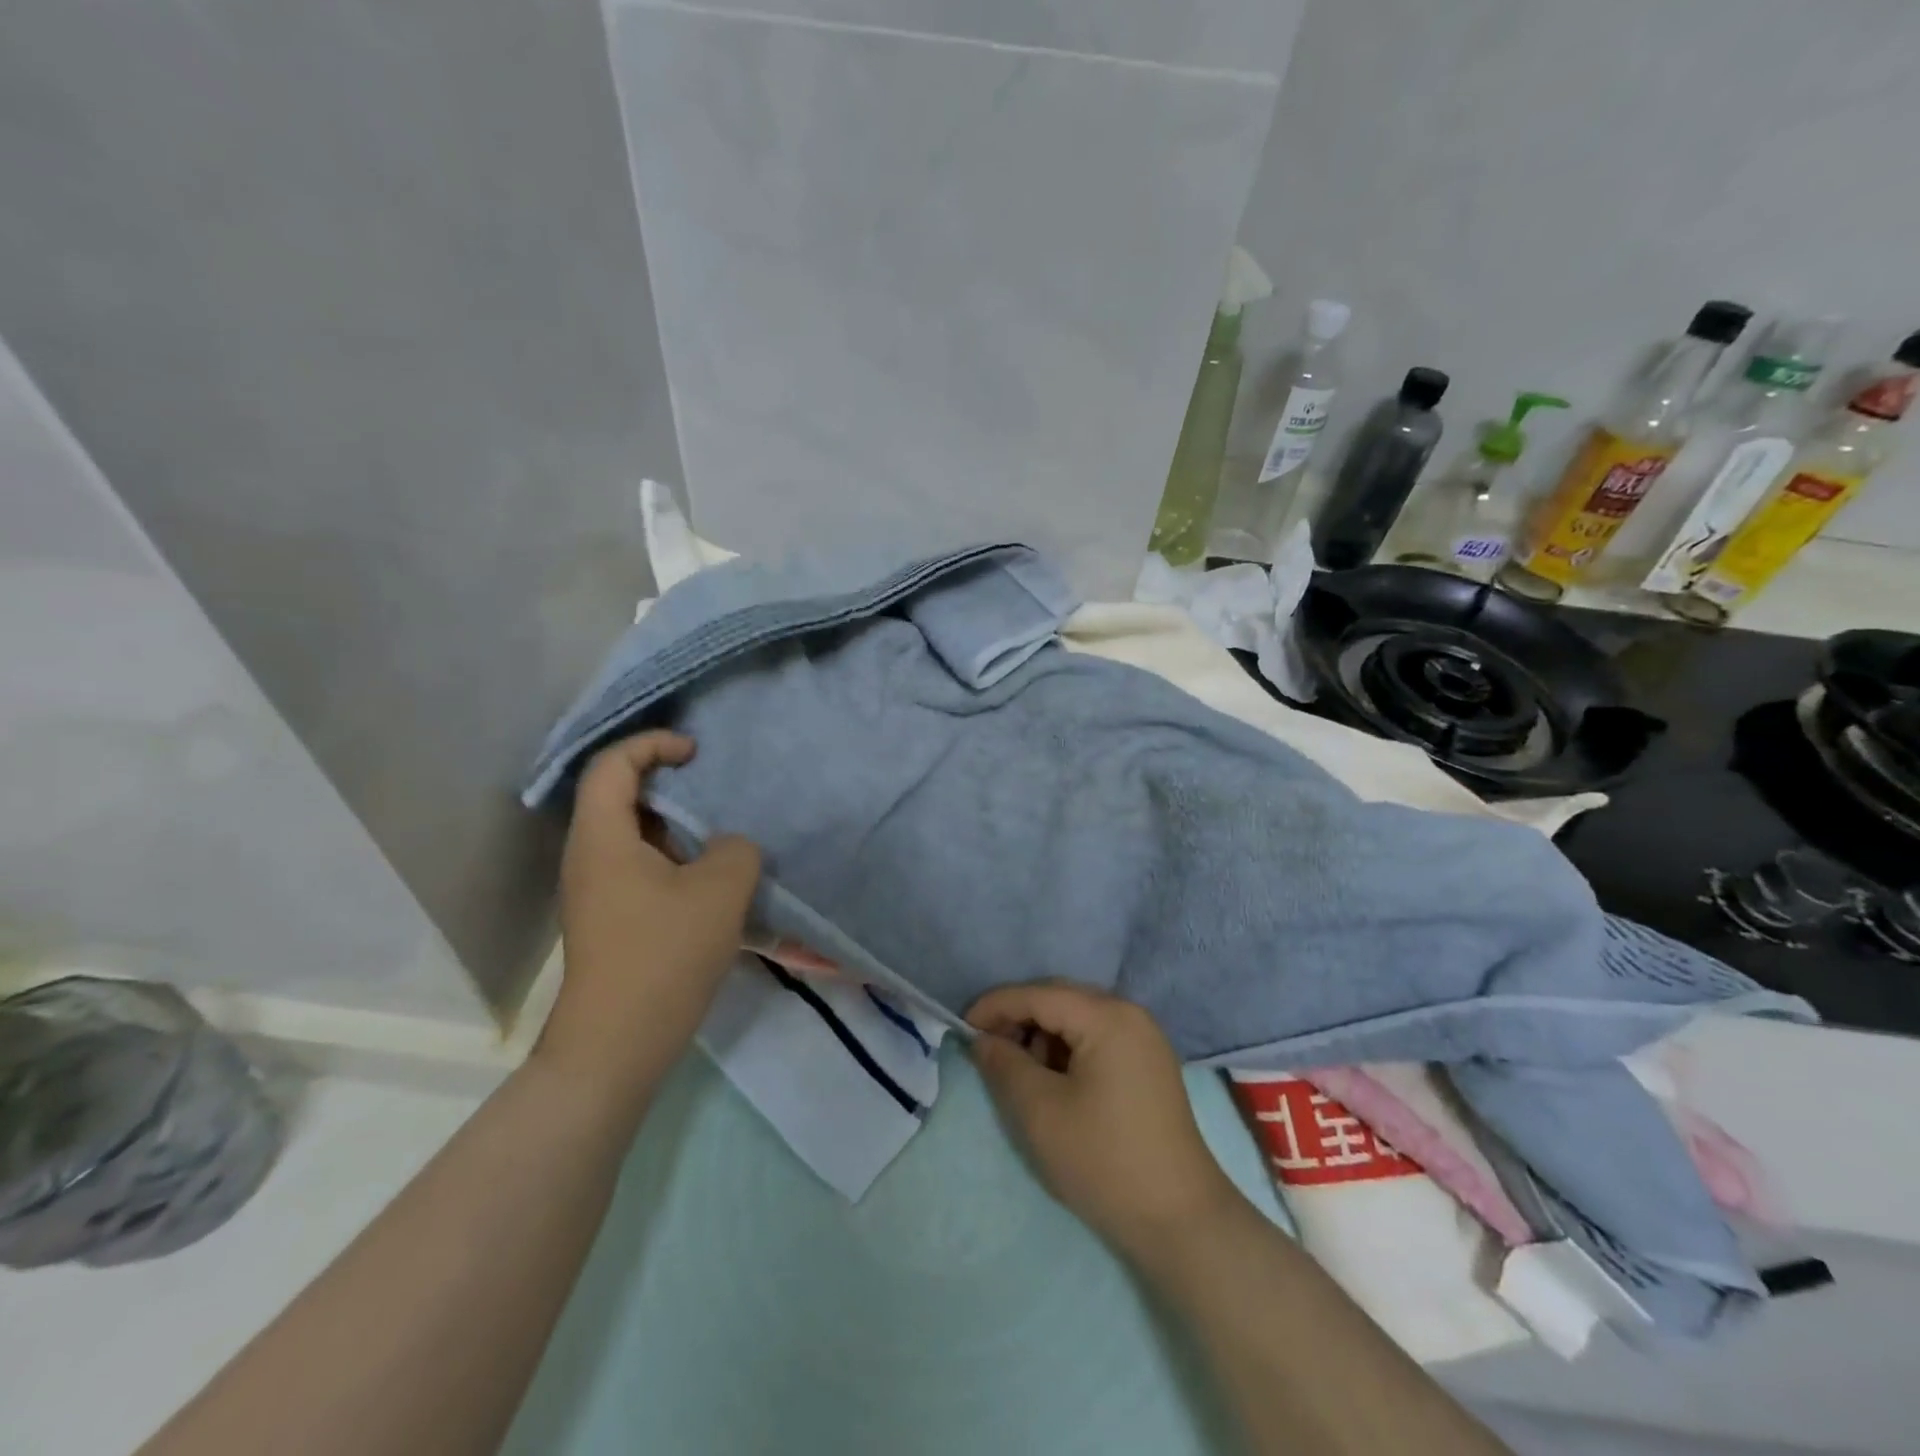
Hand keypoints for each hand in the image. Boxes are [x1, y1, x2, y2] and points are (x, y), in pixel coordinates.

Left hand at [540, 732, 761, 1102]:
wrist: (617, 1044)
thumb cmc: (664, 956)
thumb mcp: (720, 890)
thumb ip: (736, 848)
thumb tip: (727, 847)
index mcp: (602, 837)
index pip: (612, 765)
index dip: (653, 744)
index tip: (696, 754)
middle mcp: (589, 856)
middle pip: (619, 795)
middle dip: (669, 782)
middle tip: (715, 788)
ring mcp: (597, 890)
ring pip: (634, 834)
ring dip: (676, 825)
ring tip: (722, 832)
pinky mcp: (611, 918)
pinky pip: (641, 866)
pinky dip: (674, 857)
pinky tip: (712, 878)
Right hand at [967, 983, 1241, 1260]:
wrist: (1179, 1220)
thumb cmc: (1103, 1159)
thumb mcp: (1040, 1111)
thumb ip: (1004, 1064)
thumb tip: (983, 1040)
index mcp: (1106, 1016)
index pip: (1038, 994)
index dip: (995, 1006)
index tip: (962, 1027)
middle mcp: (1130, 1014)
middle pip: (1060, 999)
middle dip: (1019, 1019)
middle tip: (987, 1049)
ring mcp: (1144, 1038)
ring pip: (1078, 1018)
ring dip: (1043, 1036)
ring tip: (1021, 1072)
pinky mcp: (1149, 1064)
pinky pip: (1097, 1038)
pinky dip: (1068, 1051)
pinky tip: (1054, 1081)